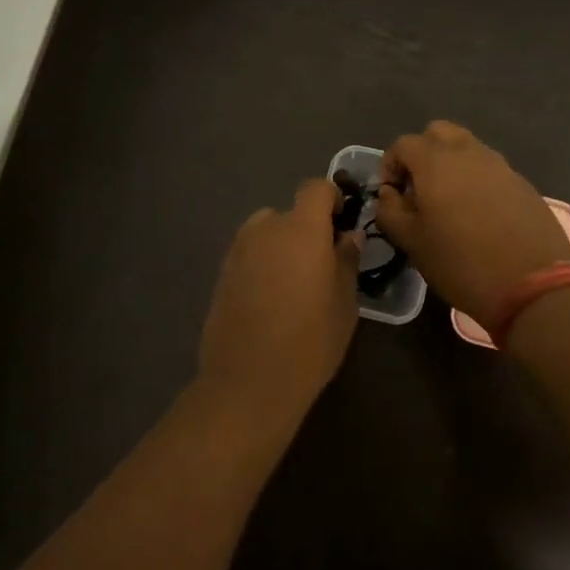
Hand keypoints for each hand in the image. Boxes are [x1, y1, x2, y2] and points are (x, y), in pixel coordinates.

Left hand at [198, 178, 360, 417]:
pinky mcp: (221, 273)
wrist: (249, 381)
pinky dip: (262, 264)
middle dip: (306, 230)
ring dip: (282, 246)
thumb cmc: (310, 340)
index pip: (315, 188)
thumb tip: (348, 236)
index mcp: (300, 229)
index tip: (341, 223)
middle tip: (320, 265)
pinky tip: (270, 300)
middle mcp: (265, 229)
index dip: (330, 199)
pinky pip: (249, 254)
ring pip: (266, 233)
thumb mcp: (344, 302)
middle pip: (289, 212)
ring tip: (294, 285)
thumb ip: (346, 260)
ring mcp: (238, 250)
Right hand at [373, 121, 569, 322]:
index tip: (391, 195)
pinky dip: (477, 181)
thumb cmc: (461, 262)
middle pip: (438, 133)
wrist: (533, 286)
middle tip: (419, 188)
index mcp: (435, 161)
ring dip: (451, 165)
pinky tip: (479, 216)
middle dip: (422, 153)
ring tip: (448, 203)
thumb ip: (389, 210)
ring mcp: (500, 166)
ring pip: (467, 148)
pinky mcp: (523, 184)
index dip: (390, 166)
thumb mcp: (411, 242)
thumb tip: (389, 194)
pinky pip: (491, 170)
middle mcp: (468, 153)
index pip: (403, 144)